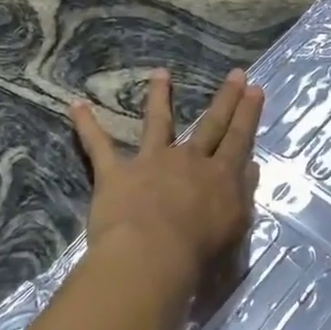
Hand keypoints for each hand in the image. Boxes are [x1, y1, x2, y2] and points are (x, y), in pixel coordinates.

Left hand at [70, 69, 262, 303]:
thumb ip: (243, 193)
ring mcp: (151, 162)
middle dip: (225, 99)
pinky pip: (98, 146)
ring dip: (159, 97)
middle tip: (235, 74)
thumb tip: (250, 166)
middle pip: (211, 124)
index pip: (239, 138)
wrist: (152, 256)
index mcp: (220, 176)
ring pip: (157, 123)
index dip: (248, 114)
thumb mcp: (236, 225)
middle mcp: (189, 160)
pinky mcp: (116, 173)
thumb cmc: (199, 252)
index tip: (254, 89)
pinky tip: (76, 105)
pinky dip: (86, 126)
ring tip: (161, 73)